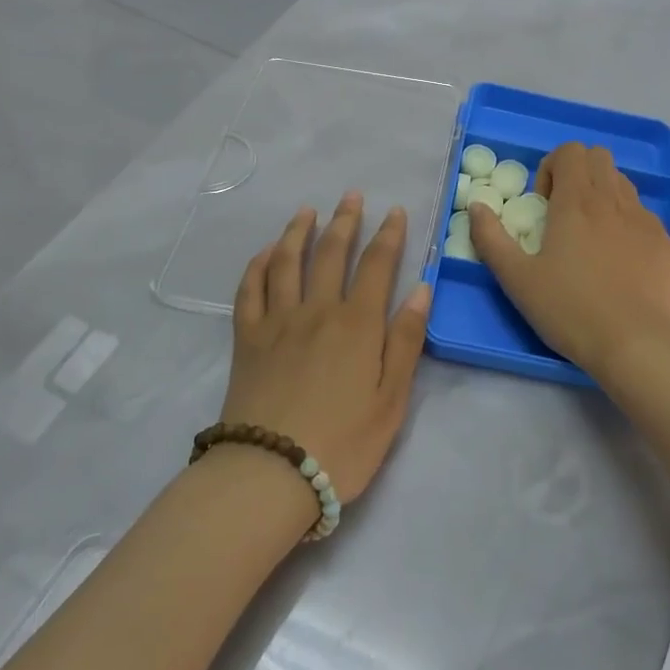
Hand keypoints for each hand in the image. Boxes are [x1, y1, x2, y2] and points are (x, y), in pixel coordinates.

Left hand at [222, 193, 429, 501]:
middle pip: (331, 254)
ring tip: (306, 211)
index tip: (394, 211)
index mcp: (357, 324)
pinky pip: (249, 291)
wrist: (271, 473)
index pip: (377, 265)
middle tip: (350, 196)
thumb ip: (406, 341)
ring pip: (286, 263)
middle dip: (344, 221)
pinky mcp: (246, 339)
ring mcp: (277, 322)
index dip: (388, 235)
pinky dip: (258, 266)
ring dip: (298, 232)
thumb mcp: (392, 399)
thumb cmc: (343, 443)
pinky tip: (265, 254)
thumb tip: (423, 289)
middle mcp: (317, 310)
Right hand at [469, 143, 669, 378]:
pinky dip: (624, 218)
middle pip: (598, 156)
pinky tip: (615, 257)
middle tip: (563, 213)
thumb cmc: (569, 309)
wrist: (635, 343)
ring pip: (622, 181)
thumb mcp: (517, 279)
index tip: (542, 204)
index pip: (570, 150)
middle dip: (576, 173)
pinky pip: (641, 211)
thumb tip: (476, 206)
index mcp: (577, 201)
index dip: (551, 168)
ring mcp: (643, 218)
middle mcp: (613, 199)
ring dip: (601, 193)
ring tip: (589, 234)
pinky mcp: (663, 241)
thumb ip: (490, 238)